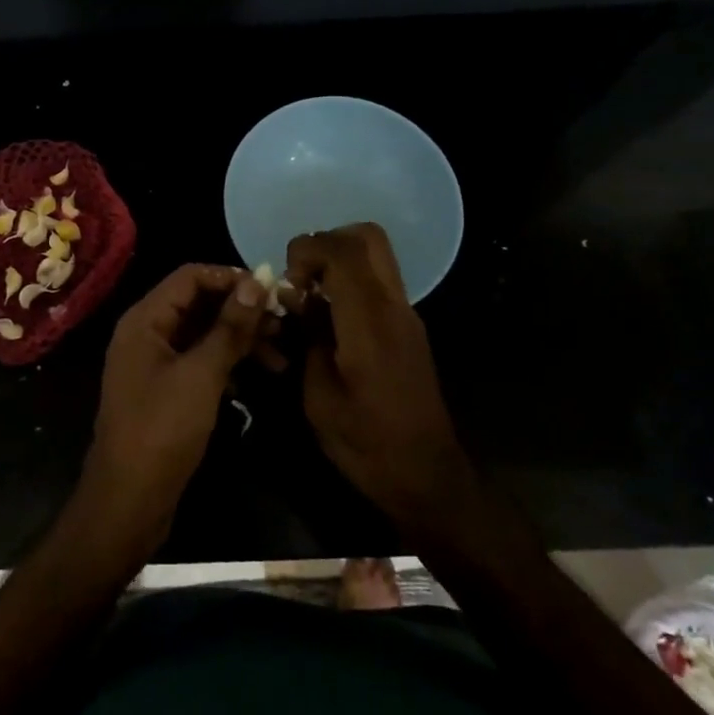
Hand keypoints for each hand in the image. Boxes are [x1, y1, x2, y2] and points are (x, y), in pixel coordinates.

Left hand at [79, 264, 267, 542]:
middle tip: (285, 324)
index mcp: (145, 319)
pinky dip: (228, 364)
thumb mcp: (201, 375)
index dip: (231, 278)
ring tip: (282, 355)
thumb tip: (257, 282)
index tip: (272, 291)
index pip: (191, 276)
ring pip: (203, 334)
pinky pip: (201, 361)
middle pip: (199, 304)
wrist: (129, 501)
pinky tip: (259, 376)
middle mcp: (147, 333)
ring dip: (240, 340)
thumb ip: (229, 328)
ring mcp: (156, 362)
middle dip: (241, 311)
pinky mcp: (167, 389)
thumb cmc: (162, 430)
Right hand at [287, 224, 474, 533]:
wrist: (427, 477)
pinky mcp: (409, 327)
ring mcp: (406, 315)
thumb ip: (307, 336)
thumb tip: (295, 298)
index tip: (286, 281)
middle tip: (301, 277)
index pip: (343, 251)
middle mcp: (394, 306)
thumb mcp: (319, 396)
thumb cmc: (366, 444)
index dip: (306, 249)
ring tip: (310, 298)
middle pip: (368, 237)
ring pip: (376, 256)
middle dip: (327, 242)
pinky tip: (328, 318)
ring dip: (338, 261)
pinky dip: (350, 281)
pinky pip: (378, 281)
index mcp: (370, 321)